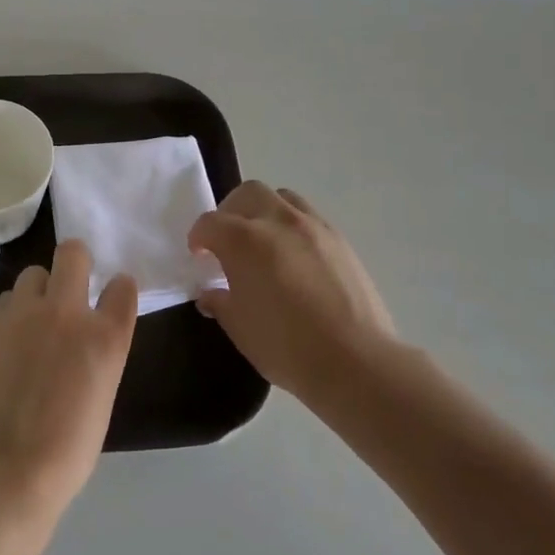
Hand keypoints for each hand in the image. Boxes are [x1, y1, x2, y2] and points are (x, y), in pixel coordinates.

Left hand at [0, 240, 137, 517]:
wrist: (9, 469)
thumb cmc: (68, 448)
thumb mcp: (102, 394)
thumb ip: (97, 352)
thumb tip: (84, 337)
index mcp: (105, 336)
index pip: (122, 286)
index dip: (117, 289)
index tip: (110, 298)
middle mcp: (67, 312)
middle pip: (73, 253)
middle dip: (74, 263)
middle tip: (69, 289)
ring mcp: (23, 313)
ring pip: (33, 274)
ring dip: (39, 292)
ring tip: (32, 323)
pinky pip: (5, 302)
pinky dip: (11, 315)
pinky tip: (7, 345)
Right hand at [188, 181, 399, 402]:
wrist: (355, 361)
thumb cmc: (286, 347)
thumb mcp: (240, 329)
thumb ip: (220, 302)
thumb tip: (211, 293)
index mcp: (244, 241)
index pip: (210, 223)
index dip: (198, 237)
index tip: (199, 256)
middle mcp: (278, 221)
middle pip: (247, 194)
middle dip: (230, 212)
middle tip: (228, 241)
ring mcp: (313, 226)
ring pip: (282, 197)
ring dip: (264, 211)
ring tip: (263, 242)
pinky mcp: (340, 240)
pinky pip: (308, 216)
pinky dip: (293, 225)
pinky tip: (294, 257)